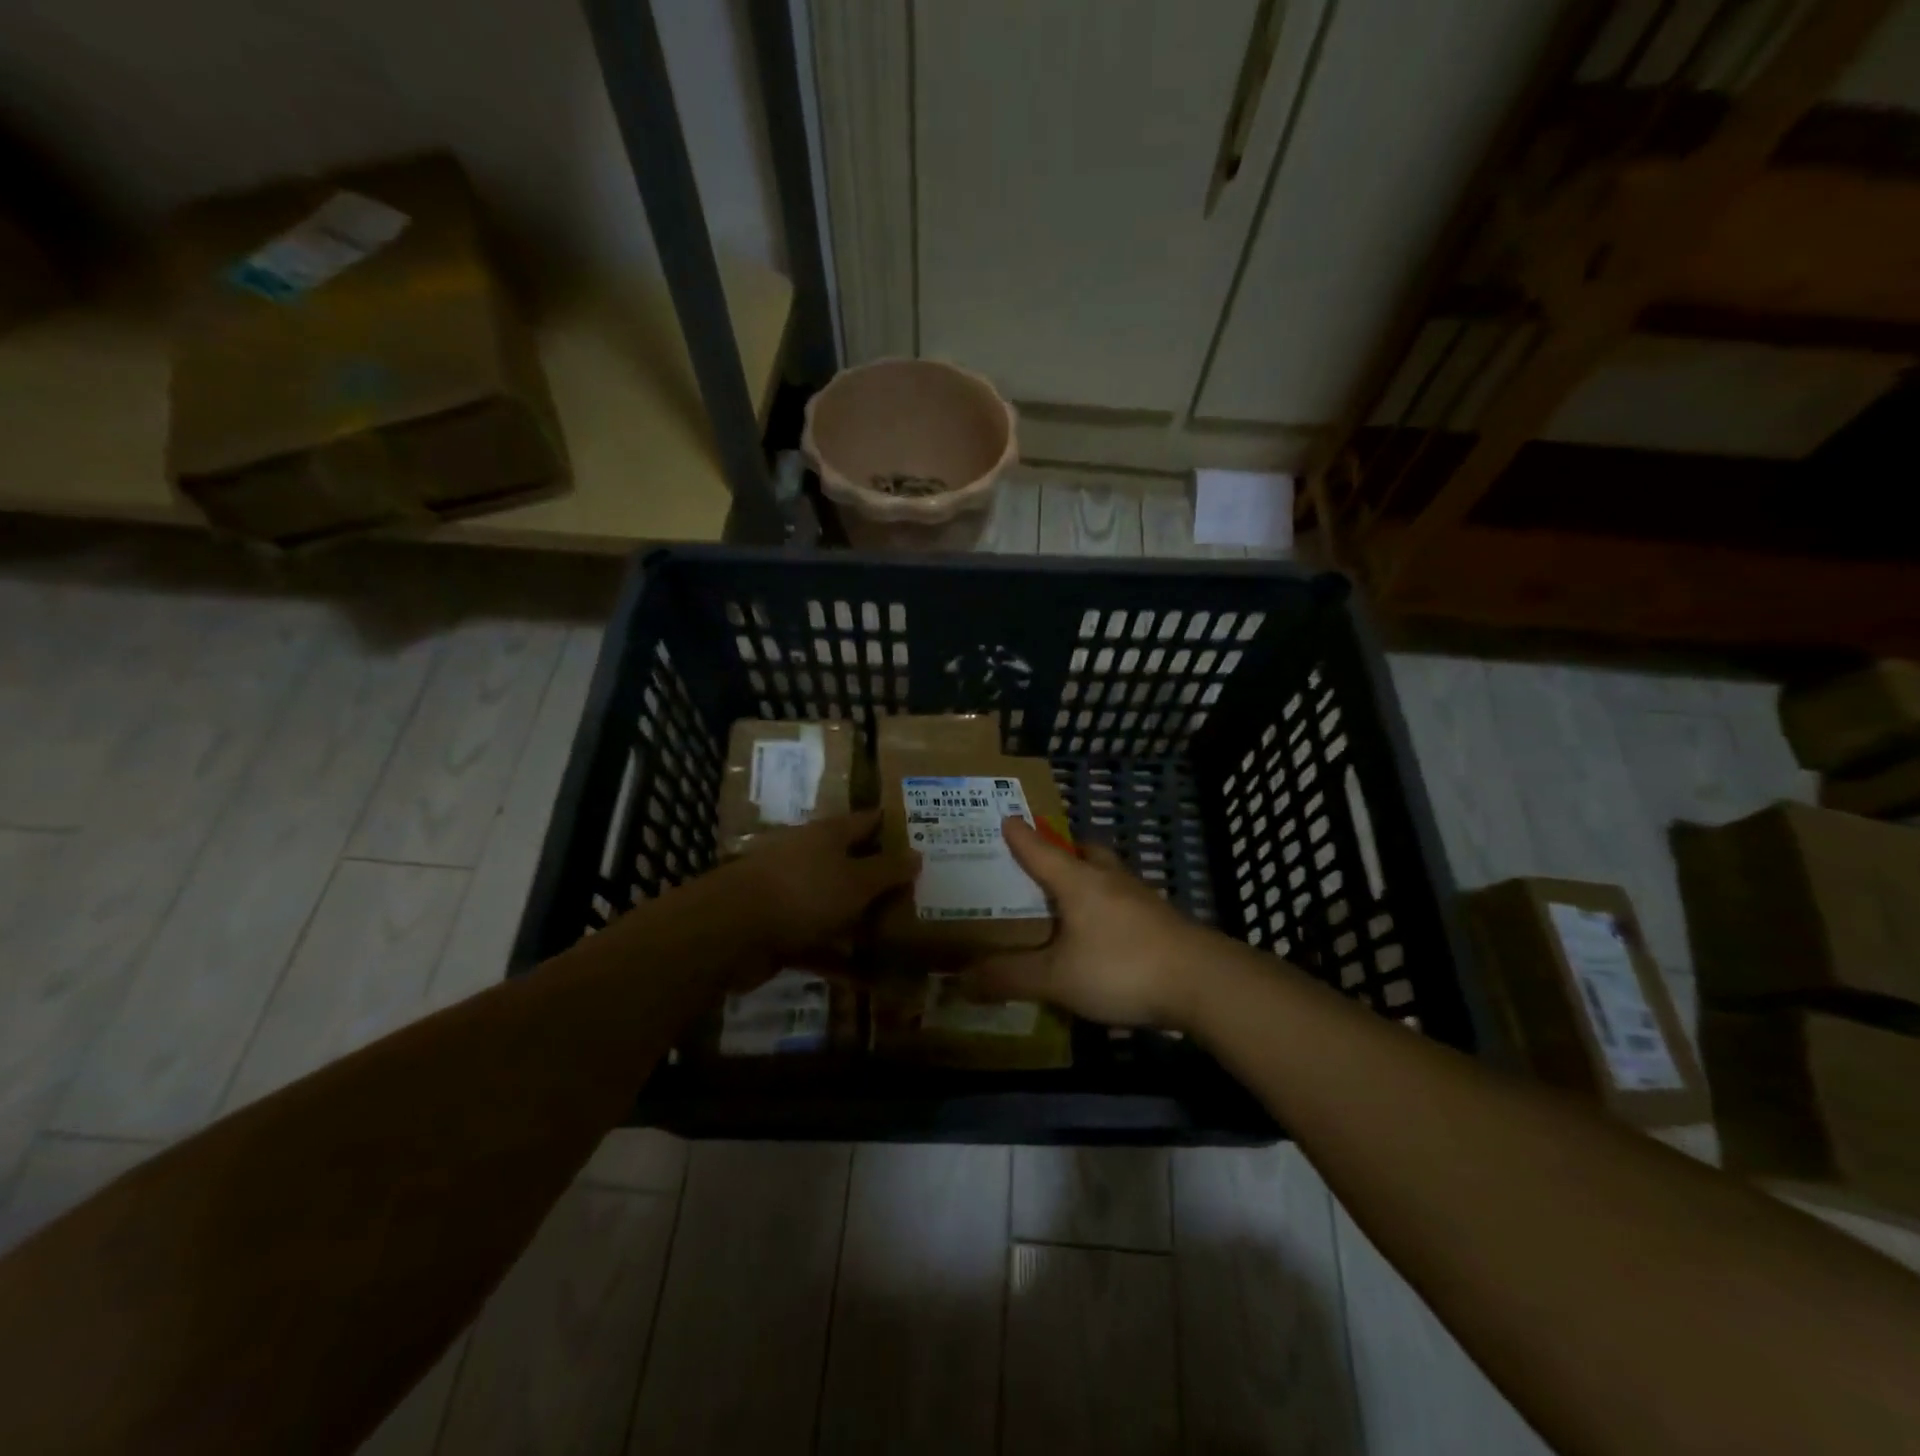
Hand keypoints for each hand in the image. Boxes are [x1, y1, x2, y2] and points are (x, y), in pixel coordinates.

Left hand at [728, 810, 915, 964]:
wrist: (732, 930)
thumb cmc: (804, 891)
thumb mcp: (856, 881)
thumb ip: (888, 870)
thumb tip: (916, 854)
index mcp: (828, 836)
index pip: (867, 822)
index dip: (893, 827)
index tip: (923, 836)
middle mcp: (811, 859)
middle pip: (853, 866)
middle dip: (883, 880)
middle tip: (922, 894)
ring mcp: (793, 896)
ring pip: (837, 907)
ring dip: (864, 924)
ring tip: (903, 940)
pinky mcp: (781, 932)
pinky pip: (820, 945)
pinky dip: (841, 960)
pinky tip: (870, 979)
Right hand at [964, 818, 1215, 1027]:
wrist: (1202, 981)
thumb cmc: (1121, 967)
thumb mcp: (1057, 978)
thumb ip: (1011, 977)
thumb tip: (962, 980)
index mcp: (1078, 881)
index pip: (1040, 850)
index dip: (1021, 836)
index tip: (1007, 818)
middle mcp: (1109, 879)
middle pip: (1084, 850)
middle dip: (1063, 850)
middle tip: (1044, 862)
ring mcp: (1141, 898)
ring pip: (1109, 873)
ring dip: (1090, 875)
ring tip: (1071, 896)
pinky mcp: (1162, 920)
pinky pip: (1126, 899)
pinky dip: (1109, 904)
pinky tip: (1105, 931)